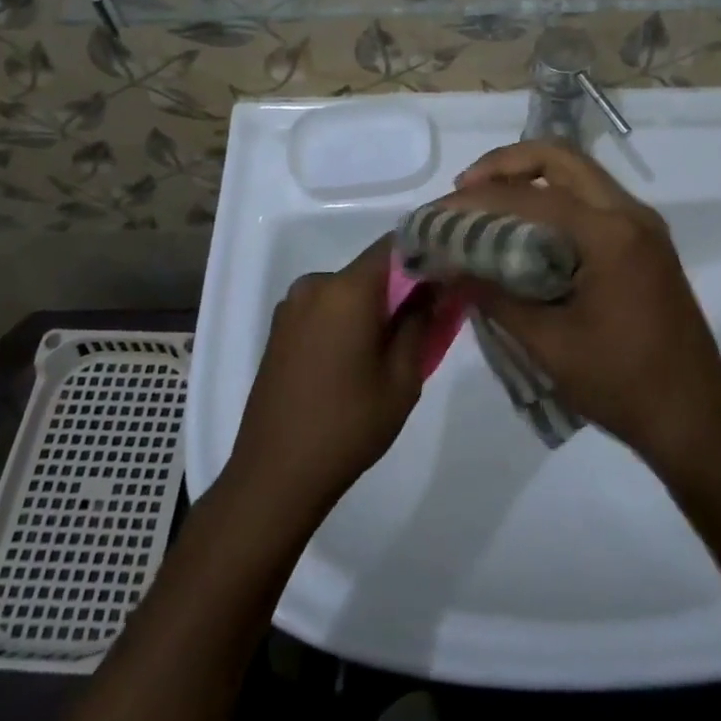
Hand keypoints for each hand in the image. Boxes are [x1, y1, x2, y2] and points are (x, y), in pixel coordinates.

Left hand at [225, 237, 426, 521]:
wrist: (275, 475)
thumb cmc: (348, 425)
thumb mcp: (402, 379)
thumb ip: (420, 323)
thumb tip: (433, 289)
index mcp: (347, 289)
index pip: (393, 245)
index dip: (423, 253)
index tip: (445, 275)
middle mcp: (315, 285)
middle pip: (369, 270)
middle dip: (398, 287)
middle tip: (424, 321)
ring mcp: (292, 306)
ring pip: (346, 291)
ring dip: (370, 307)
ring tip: (388, 348)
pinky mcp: (279, 329)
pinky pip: (324, 308)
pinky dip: (345, 319)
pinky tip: (354, 360)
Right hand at [448, 142, 720, 469]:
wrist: (696, 418)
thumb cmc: (623, 384)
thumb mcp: (549, 346)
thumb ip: (496, 298)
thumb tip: (451, 268)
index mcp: (610, 234)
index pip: (531, 198)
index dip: (479, 200)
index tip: (441, 211)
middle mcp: (630, 213)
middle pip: (560, 158)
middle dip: (506, 164)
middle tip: (466, 188)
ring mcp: (642, 224)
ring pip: (578, 172)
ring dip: (530, 176)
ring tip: (488, 201)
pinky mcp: (645, 240)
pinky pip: (592, 197)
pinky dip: (554, 197)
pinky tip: (527, 225)